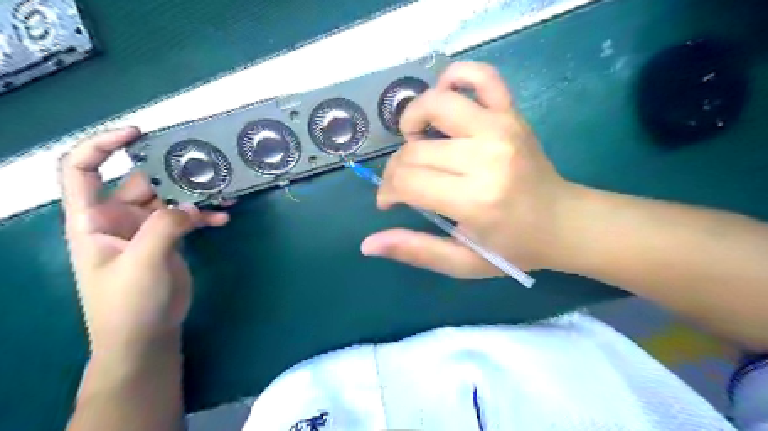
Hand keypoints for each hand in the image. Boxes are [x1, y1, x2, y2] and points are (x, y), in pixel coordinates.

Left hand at [58, 126, 230, 349]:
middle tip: (206, 166)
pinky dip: (204, 217)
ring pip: (171, 199)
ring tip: (223, 194)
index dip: (103, 145)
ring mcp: (146, 230)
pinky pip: (188, 219)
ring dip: (196, 195)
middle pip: (142, 181)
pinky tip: (223, 220)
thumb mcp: (142, 262)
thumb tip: (192, 205)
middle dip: (172, 172)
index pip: (83, 170)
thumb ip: (164, 227)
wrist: (145, 336)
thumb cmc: (128, 303)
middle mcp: (118, 219)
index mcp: (93, 219)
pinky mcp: (169, 240)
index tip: (138, 133)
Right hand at [364, 62, 575, 278]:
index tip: (389, 202)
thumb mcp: (462, 262)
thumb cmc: (512, 247)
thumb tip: (368, 244)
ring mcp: (501, 128)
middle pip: (414, 150)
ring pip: (435, 104)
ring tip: (417, 142)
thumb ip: (415, 251)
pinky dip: (454, 77)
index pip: (407, 181)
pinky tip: (445, 99)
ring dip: (412, 120)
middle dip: (396, 169)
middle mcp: (486, 156)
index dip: (387, 191)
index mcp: (474, 199)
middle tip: (403, 185)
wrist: (563, 222)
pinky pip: (480, 76)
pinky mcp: (512, 113)